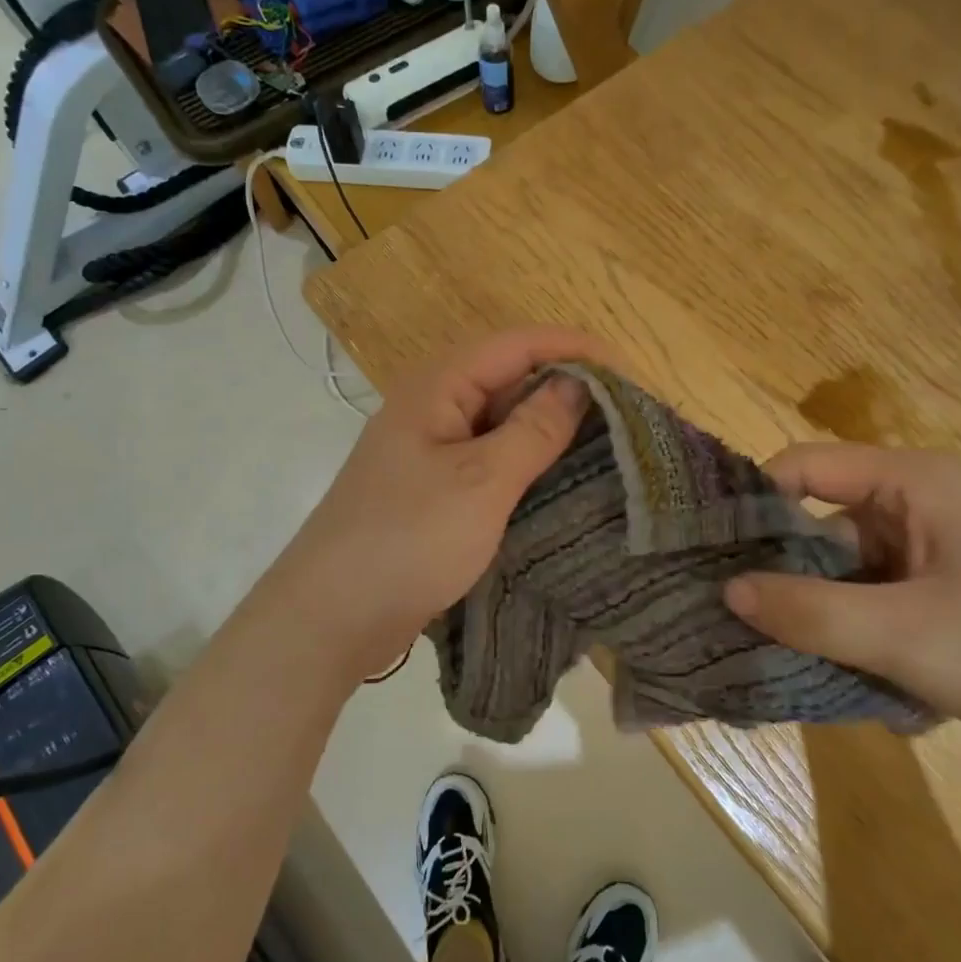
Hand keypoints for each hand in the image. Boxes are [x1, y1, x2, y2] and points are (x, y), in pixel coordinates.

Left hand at [260, 327, 611, 683]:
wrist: (333, 616)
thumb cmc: (409, 539)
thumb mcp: (482, 481)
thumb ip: (533, 429)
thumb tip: (576, 384)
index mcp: (436, 388)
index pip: (515, 345)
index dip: (571, 349)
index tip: (627, 371)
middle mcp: (432, 408)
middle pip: (508, 378)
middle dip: (564, 388)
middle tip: (623, 412)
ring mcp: (430, 451)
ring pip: (500, 422)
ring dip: (547, 428)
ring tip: (605, 444)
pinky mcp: (434, 489)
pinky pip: (489, 460)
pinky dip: (525, 463)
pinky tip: (560, 480)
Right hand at [723, 444, 960, 776]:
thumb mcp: (906, 637)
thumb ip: (809, 612)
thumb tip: (727, 590)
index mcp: (913, 482)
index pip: (803, 466)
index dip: (755, 503)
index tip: (716, 555)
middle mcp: (925, 503)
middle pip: (825, 525)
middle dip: (791, 579)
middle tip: (754, 629)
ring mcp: (946, 550)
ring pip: (855, 574)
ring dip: (834, 620)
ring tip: (818, 671)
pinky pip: (889, 602)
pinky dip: (872, 639)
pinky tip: (883, 689)